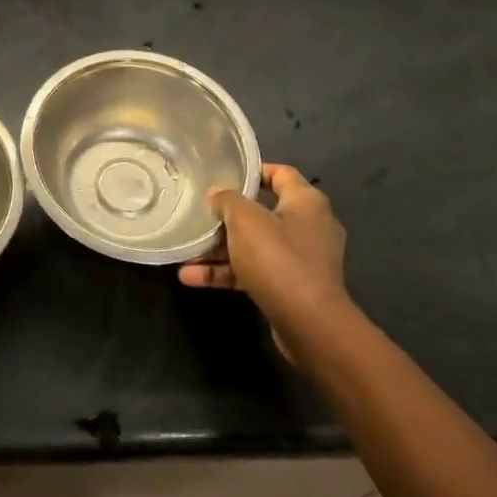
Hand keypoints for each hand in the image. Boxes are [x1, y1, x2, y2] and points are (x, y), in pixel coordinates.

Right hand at [178, 163, 350, 364]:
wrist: (309, 324)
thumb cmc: (278, 259)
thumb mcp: (245, 220)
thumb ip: (228, 200)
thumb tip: (217, 193)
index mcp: (306, 202)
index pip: (280, 173)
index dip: (252, 171)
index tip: (222, 174)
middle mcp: (308, 226)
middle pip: (262, 212)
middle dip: (228, 216)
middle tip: (199, 213)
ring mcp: (300, 259)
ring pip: (254, 245)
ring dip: (220, 249)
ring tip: (186, 251)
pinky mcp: (291, 287)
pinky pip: (254, 271)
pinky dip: (227, 273)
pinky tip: (191, 278)